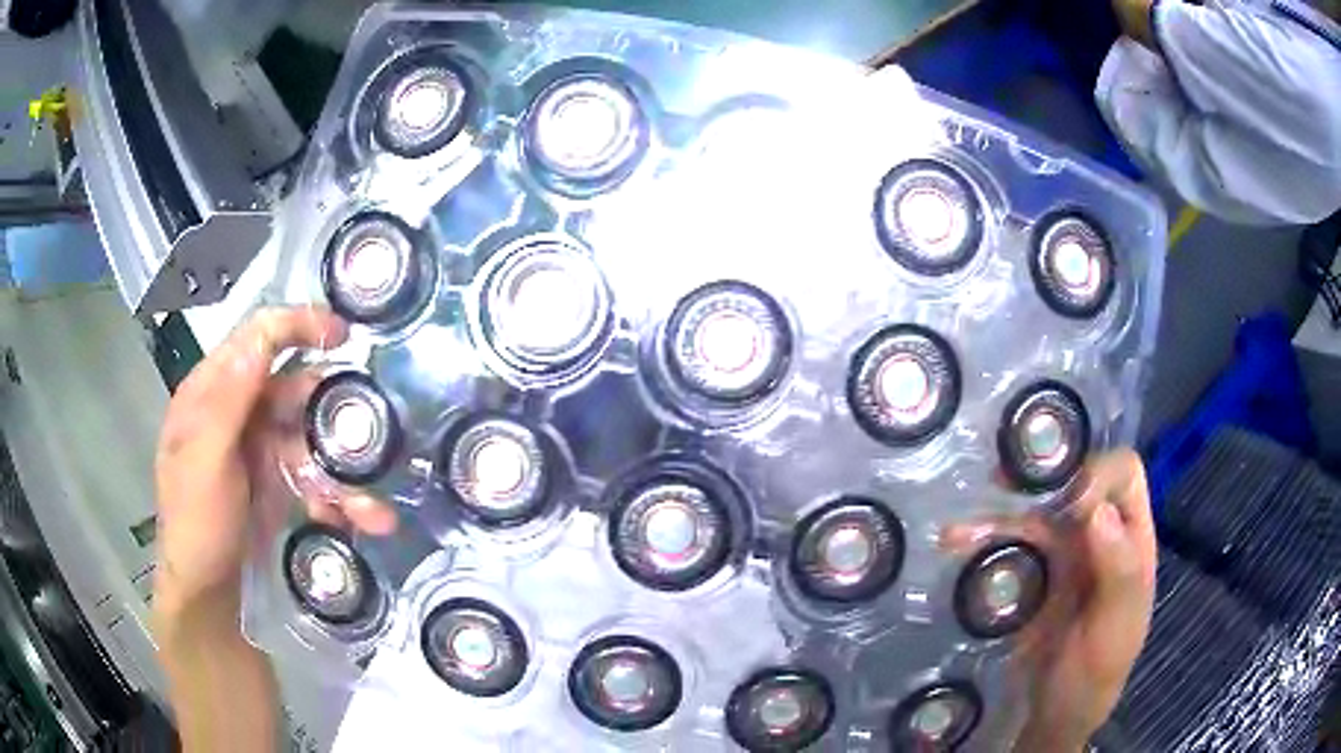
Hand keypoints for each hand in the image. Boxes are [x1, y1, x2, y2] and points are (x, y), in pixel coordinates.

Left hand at [153, 306, 396, 621]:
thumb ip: (227, 403)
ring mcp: (258, 448)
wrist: (208, 597)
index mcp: (211, 394)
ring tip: (371, 511)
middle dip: (329, 414)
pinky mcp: (277, 482)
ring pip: (309, 438)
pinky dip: (335, 497)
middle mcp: (236, 412)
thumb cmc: (197, 526)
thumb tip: (260, 340)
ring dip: (341, 472)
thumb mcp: (203, 464)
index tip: (342, 334)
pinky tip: (352, 522)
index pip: (255, 339)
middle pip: (291, 389)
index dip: (297, 325)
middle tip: (365, 438)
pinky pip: (314, 476)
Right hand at [943, 450, 1156, 751]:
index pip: (1123, 474)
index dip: (1099, 474)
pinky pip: (1007, 544)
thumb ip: (1118, 572)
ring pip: (1034, 511)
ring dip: (1000, 511)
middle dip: (1041, 476)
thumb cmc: (1098, 671)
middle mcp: (1098, 533)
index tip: (1071, 507)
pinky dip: (982, 539)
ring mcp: (1062, 552)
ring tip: (962, 528)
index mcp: (1130, 537)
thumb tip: (1097, 510)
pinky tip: (954, 541)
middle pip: (1075, 480)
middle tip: (1003, 484)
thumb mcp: (1117, 627)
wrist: (1056, 713)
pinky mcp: (1030, 573)